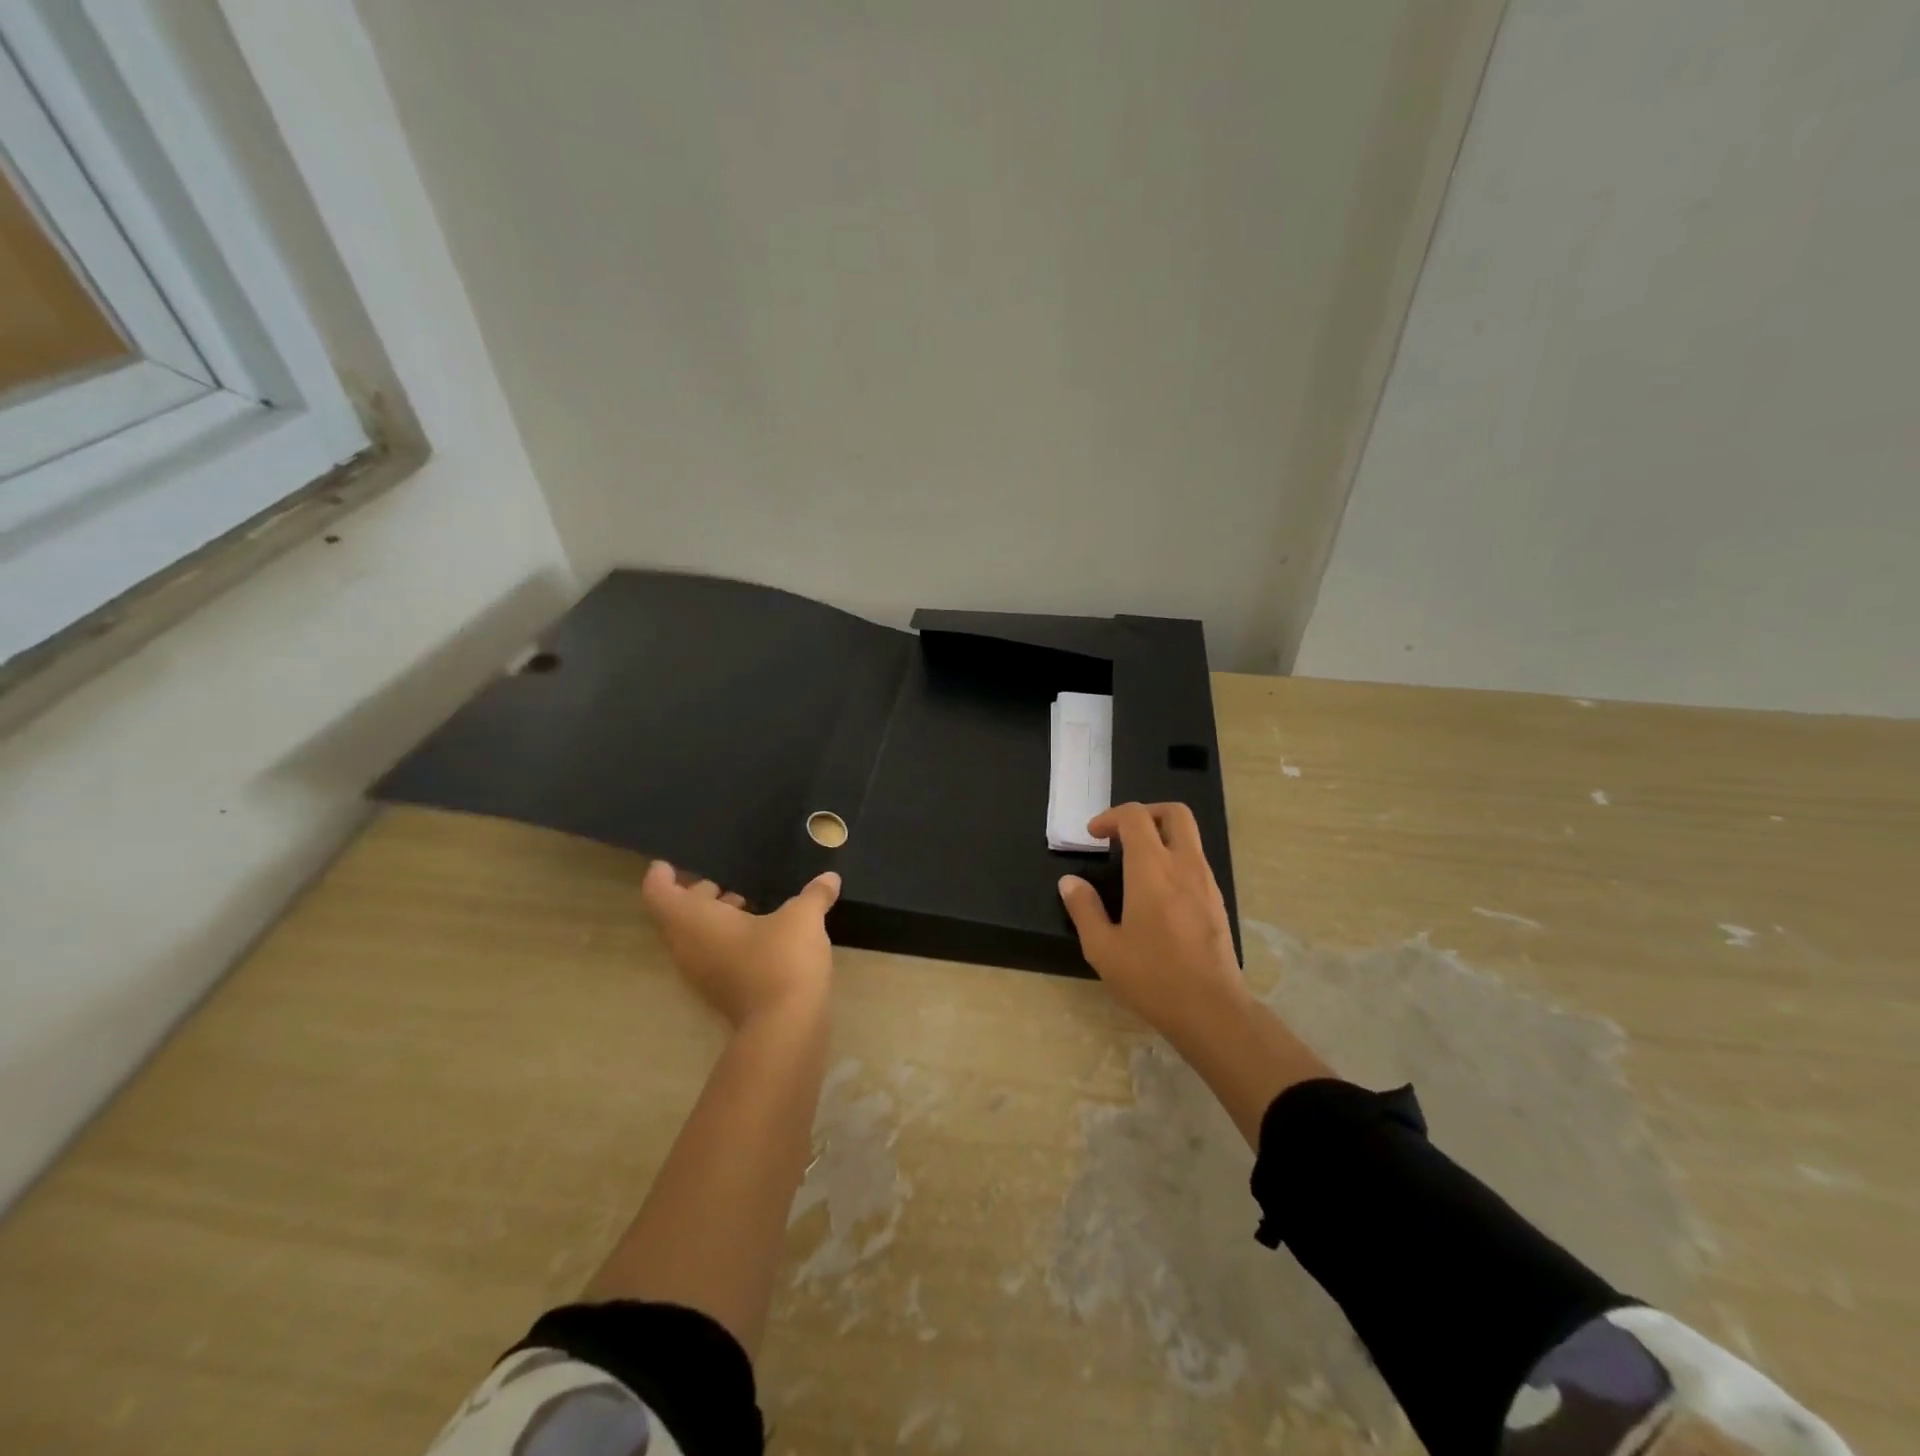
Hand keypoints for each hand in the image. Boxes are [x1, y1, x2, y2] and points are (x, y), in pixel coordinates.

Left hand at [640, 861, 840, 1028]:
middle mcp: (688, 946)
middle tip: (724, 879)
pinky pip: (711, 955)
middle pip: (676, 914)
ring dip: (714, 918)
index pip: (658, 893)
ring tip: (747, 902)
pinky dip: (725, 938)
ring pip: (694, 937)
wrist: (785, 1027)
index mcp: (694, 921)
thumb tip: (830, 877)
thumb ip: (814, 893)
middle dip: (696, 894)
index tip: (672, 863)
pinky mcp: (720, 991)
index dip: (662, 875)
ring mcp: (701, 973)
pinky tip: (762, 933)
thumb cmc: (781, 959)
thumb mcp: (803, 917)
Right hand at [1058, 802, 1251, 1043]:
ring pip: (1189, 836)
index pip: (1135, 817)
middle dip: (1145, 813)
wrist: (1212, 1011)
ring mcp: (1206, 882)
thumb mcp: (1103, 948)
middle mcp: (1184, 865)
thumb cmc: (1152, 978)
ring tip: (1135, 864)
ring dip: (1161, 836)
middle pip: (1174, 813)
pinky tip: (1157, 892)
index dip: (1110, 817)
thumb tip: (1069, 882)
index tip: (1093, 836)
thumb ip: (1084, 909)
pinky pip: (1196, 862)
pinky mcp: (1217, 901)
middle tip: (1122, 835)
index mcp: (1152, 870)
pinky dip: (1175, 859)